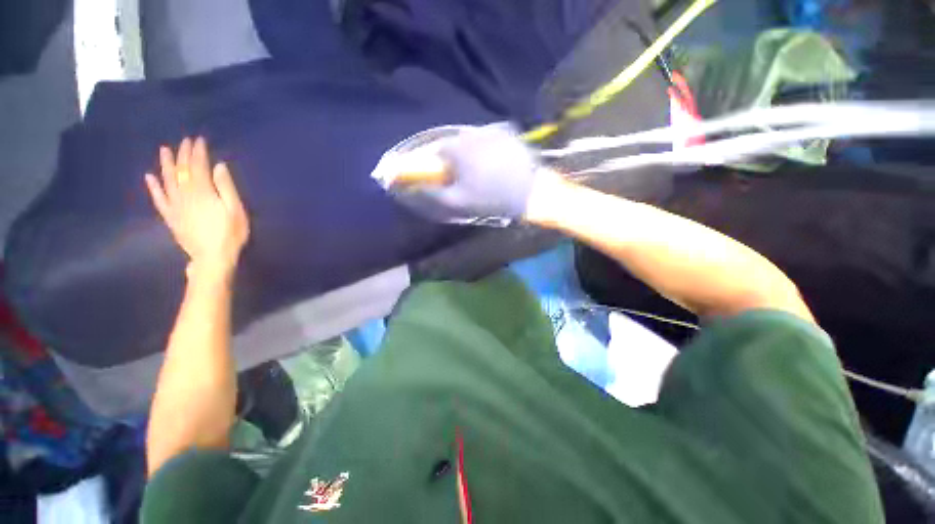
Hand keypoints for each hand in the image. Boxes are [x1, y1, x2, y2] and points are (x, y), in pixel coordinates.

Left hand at [145, 136, 249, 277]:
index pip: (198, 167)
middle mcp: (185, 195)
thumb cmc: (230, 234)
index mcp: (202, 192)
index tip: (198, 140)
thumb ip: (226, 187)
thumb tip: (218, 166)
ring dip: (166, 165)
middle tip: (184, 141)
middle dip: (183, 155)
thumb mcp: (236, 210)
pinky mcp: (171, 217)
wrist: (213, 258)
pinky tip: (149, 177)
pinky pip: (159, 199)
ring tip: (164, 151)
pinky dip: (153, 187)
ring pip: (167, 181)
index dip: (198, 153)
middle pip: (182, 171)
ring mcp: (175, 206)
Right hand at [428, 123, 541, 221]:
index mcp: (458, 147)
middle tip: (467, 176)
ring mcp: (493, 129)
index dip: (440, 165)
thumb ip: (432, 194)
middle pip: (456, 143)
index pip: (438, 151)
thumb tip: (414, 188)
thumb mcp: (457, 202)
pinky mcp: (510, 132)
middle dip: (457, 158)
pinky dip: (490, 147)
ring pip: (474, 139)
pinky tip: (497, 162)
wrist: (529, 193)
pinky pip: (492, 137)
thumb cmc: (490, 198)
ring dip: (474, 152)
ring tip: (485, 171)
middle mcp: (473, 132)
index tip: (448, 177)